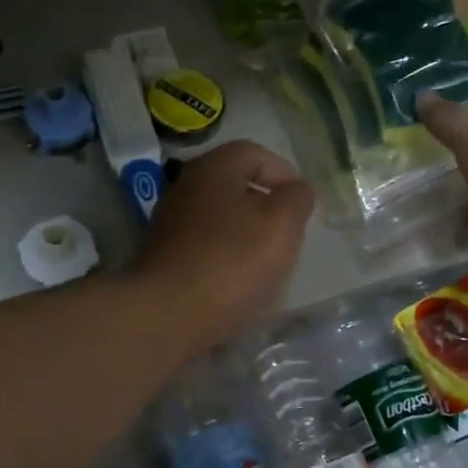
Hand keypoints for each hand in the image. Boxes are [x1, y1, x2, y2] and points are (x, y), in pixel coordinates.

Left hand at [131, 140, 314, 346]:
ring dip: (247, 234)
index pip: (254, 153)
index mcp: (213, 168)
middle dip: (266, 207)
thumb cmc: (231, 261)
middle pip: (235, 186)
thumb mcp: (281, 225)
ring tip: (269, 262)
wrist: (168, 314)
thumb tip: (297, 190)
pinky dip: (226, 257)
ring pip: (220, 218)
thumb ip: (296, 200)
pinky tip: (239, 282)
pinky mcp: (164, 258)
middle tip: (289, 234)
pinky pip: (205, 247)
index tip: (303, 205)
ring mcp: (170, 224)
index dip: (285, 174)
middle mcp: (185, 187)